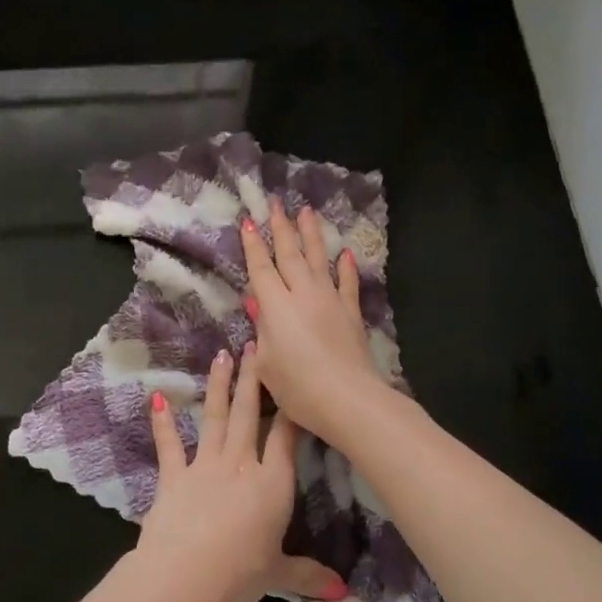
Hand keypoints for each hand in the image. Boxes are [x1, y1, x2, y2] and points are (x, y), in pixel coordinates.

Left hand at [139, 344, 347, 601]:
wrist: (185, 576)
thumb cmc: (240, 574)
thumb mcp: (278, 574)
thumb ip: (308, 576)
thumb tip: (344, 593)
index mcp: (272, 483)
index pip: (285, 437)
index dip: (291, 408)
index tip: (294, 381)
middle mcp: (240, 464)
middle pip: (248, 414)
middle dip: (254, 378)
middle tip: (255, 344)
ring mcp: (204, 466)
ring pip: (214, 417)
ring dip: (218, 386)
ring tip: (222, 355)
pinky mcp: (173, 476)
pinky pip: (169, 444)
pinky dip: (162, 422)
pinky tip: (157, 398)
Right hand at [239, 205, 386, 443]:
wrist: (348, 399)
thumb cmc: (298, 388)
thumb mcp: (267, 364)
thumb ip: (262, 330)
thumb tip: (257, 303)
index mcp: (276, 306)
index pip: (261, 268)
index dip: (254, 245)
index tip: (249, 221)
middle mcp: (303, 294)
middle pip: (290, 254)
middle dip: (282, 227)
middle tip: (277, 202)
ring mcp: (331, 300)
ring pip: (319, 259)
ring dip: (312, 234)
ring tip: (307, 211)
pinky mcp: (351, 313)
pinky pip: (347, 283)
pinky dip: (346, 268)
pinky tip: (345, 254)